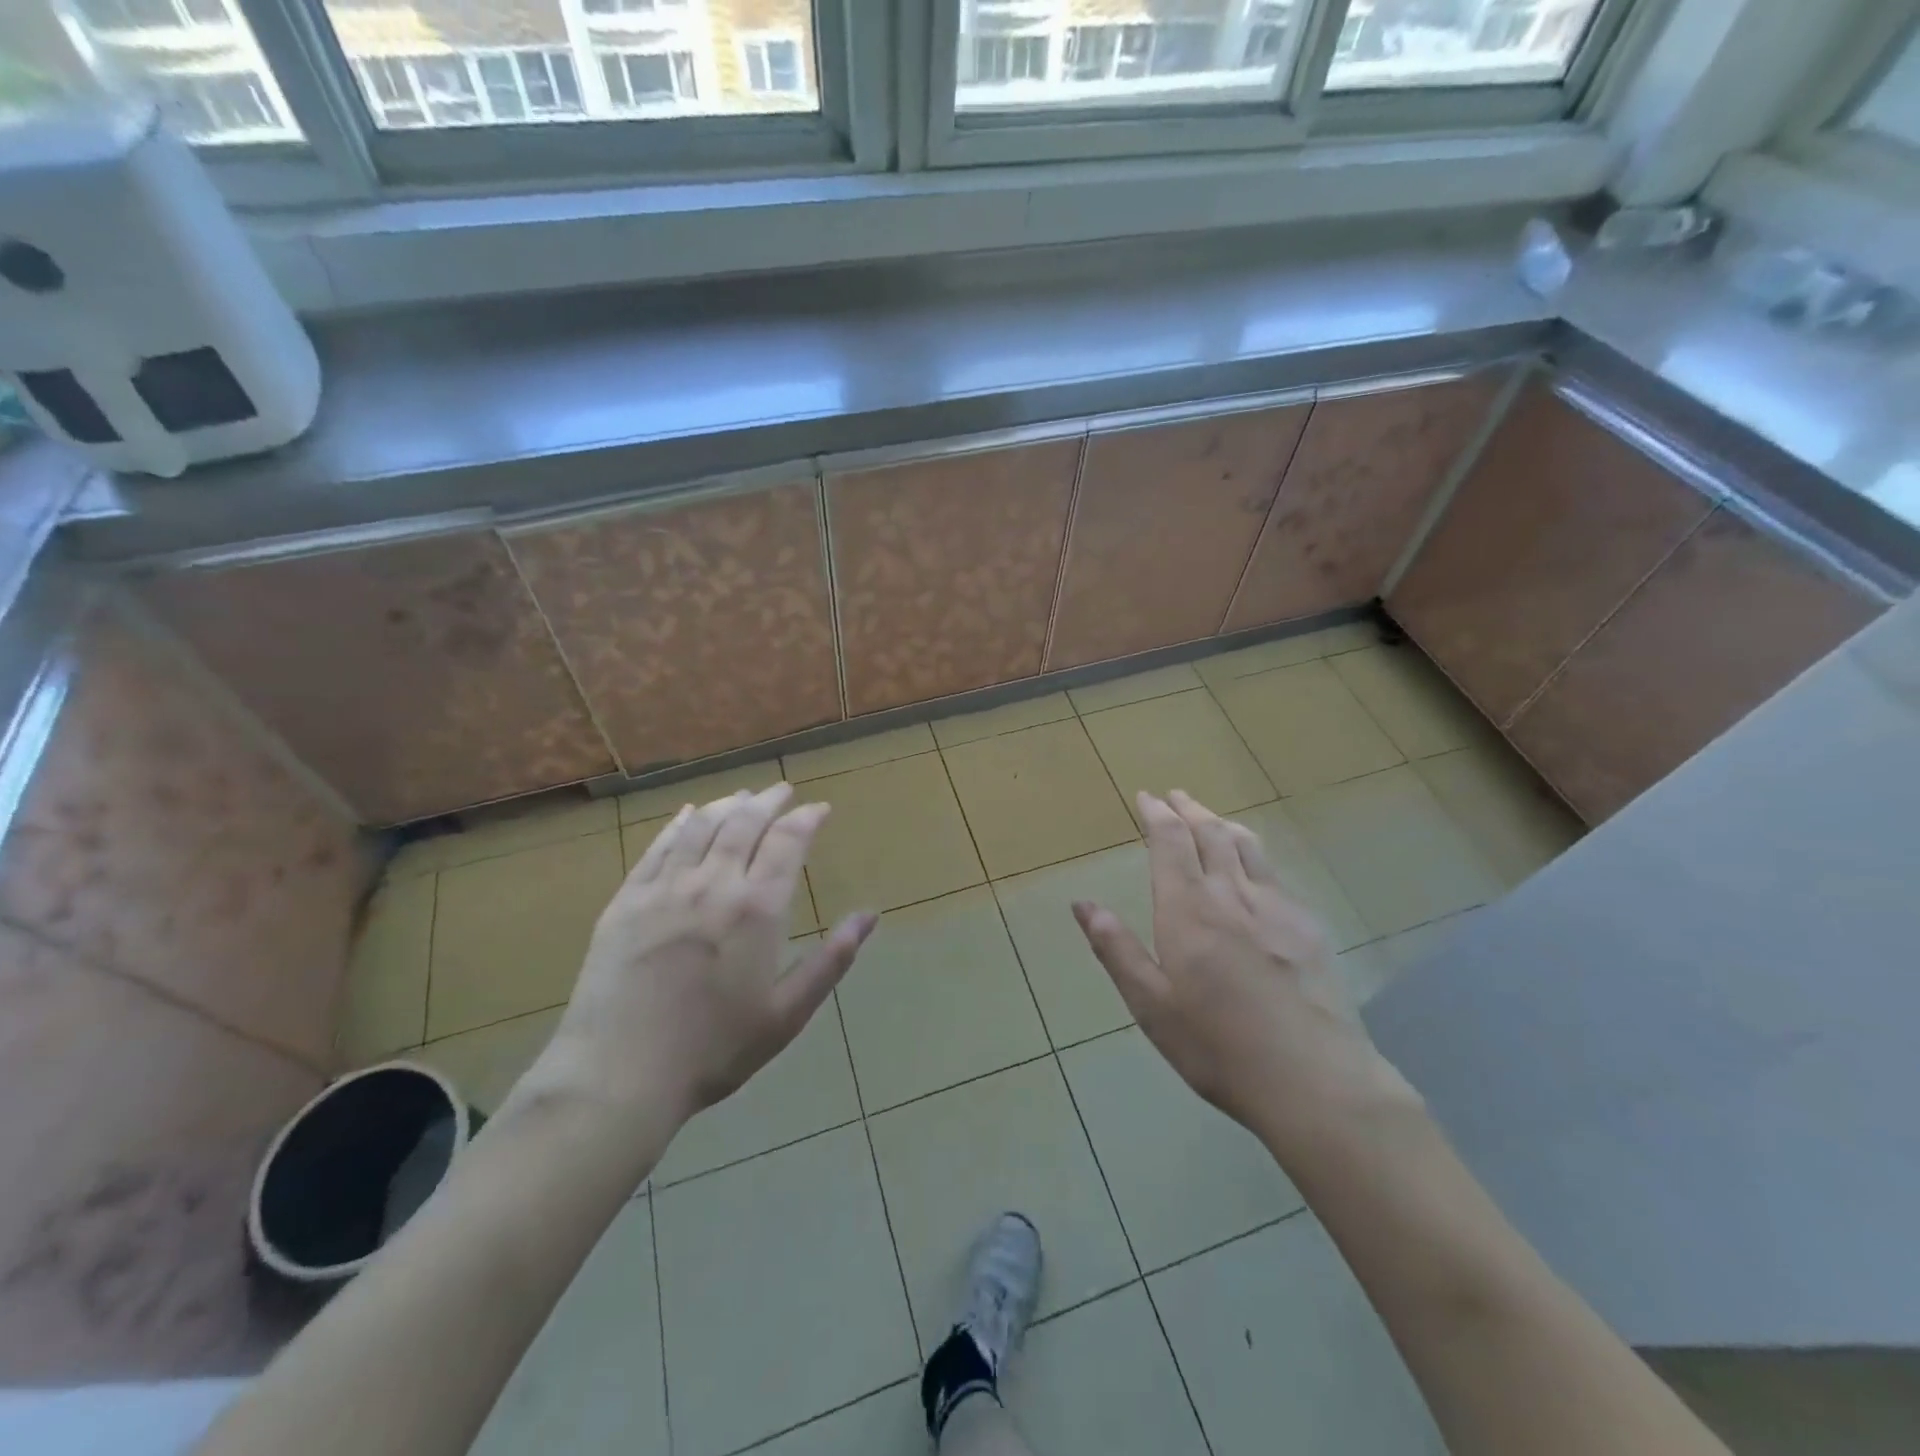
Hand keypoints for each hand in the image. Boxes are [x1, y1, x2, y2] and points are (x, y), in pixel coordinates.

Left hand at [529, 784, 875, 1128]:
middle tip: (782, 790)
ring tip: (742, 795)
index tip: (819, 808)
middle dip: (768, 801)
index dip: (806, 818)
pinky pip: (658, 848)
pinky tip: (688, 815)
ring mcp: (664, 889)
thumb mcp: (786, 1014)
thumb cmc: (713, 1050)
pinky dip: (679, 824)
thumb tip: (870, 916)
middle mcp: (713, 884)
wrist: (618, 1075)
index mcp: (757, 909)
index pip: (787, 841)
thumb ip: (831, 960)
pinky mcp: (626, 901)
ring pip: (701, 827)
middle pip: (744, 823)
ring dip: (726, 805)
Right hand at [1071, 790, 1415, 1157]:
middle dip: (1188, 810)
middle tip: (1175, 796)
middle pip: (1210, 834)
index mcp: (1188, 910)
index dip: (1156, 815)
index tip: (1146, 796)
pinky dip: (1254, 851)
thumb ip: (1116, 949)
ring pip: (1246, 846)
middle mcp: (1231, 895)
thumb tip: (1082, 904)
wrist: (1314, 1079)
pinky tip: (1254, 864)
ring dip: (1222, 823)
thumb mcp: (1151, 1006)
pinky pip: (1274, 871)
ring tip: (1209, 817)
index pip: (1170, 843)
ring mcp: (1275, 907)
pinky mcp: (1307, 926)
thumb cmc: (1217, 1046)